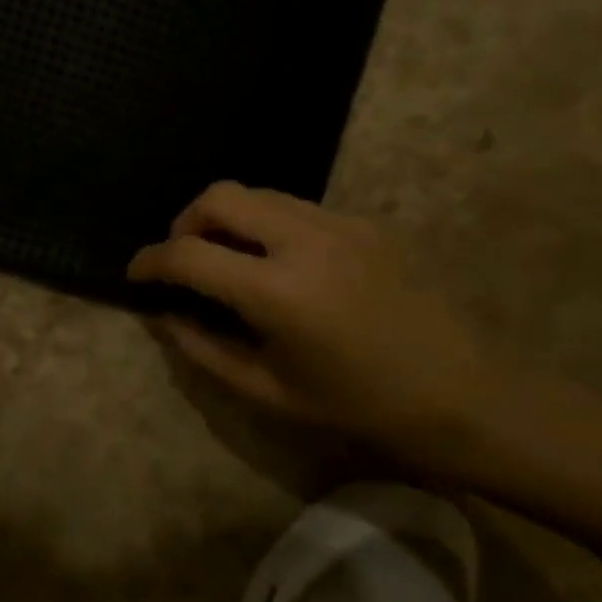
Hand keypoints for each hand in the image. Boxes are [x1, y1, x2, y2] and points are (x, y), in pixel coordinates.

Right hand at [129, 182, 494, 447]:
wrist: (464, 395)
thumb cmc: (360, 408)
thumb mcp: (268, 392)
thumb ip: (203, 349)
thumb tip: (162, 315)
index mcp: (278, 291)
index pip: (189, 253)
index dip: (150, 261)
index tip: (136, 274)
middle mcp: (305, 240)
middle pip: (220, 197)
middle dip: (185, 222)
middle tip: (181, 259)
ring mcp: (341, 224)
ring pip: (259, 194)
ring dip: (227, 218)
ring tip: (227, 260)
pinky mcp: (366, 223)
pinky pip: (296, 207)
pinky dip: (266, 224)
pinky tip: (278, 264)